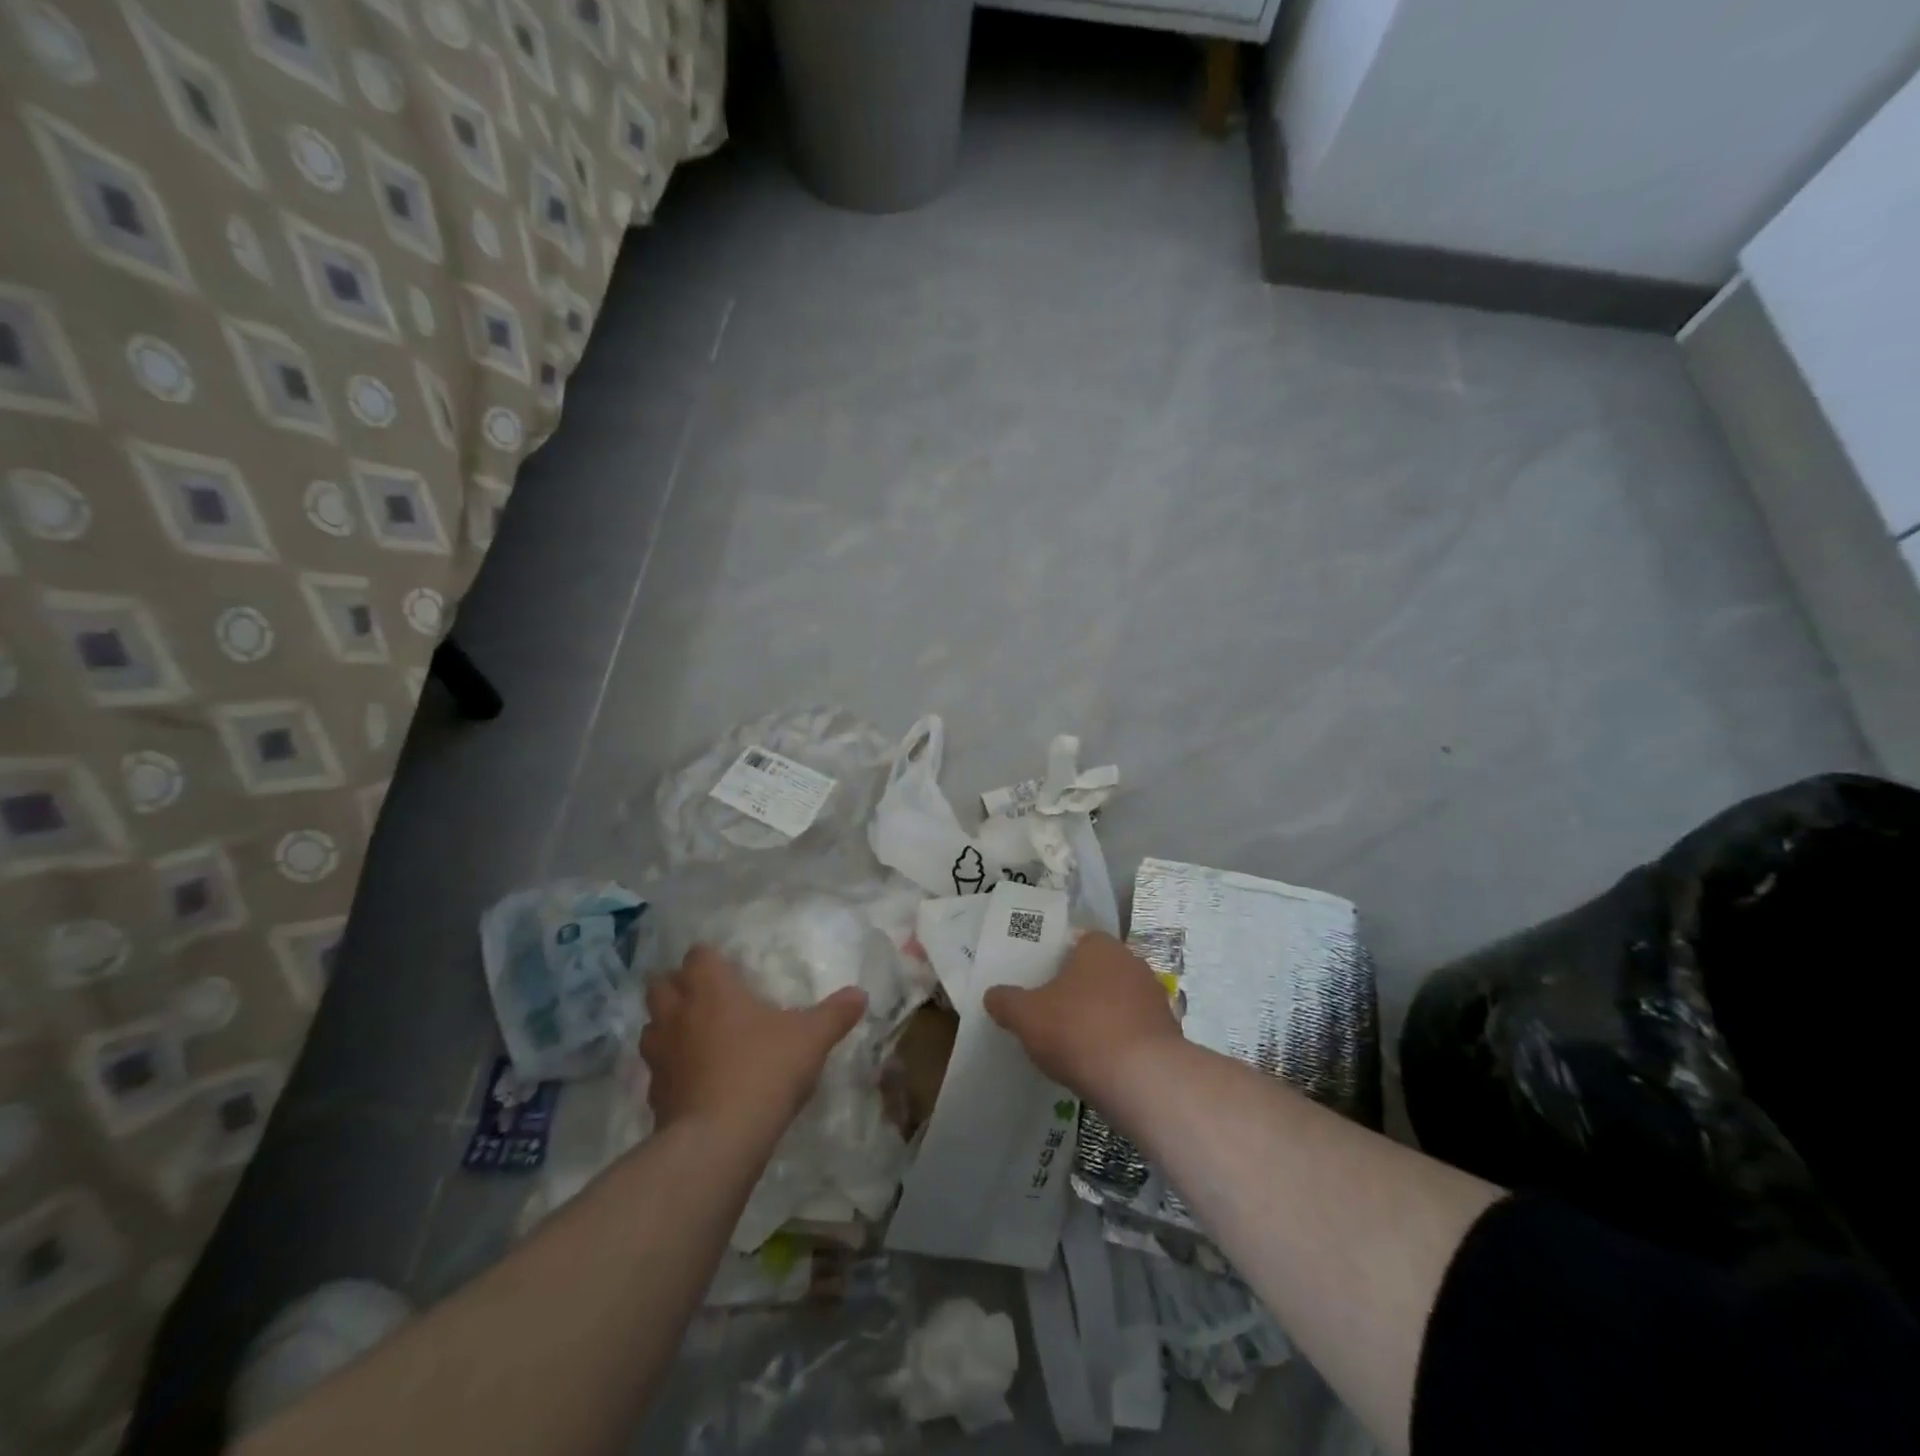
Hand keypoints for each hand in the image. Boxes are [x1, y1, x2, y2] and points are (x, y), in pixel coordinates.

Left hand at [640, 945, 866, 1130]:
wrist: (719, 1139)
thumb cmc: (764, 1069)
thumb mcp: (811, 1038)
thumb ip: (835, 1014)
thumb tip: (860, 993)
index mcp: (711, 988)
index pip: (698, 955)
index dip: (709, 958)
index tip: (726, 967)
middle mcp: (678, 1013)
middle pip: (660, 985)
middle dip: (676, 986)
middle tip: (703, 996)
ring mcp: (660, 1055)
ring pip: (651, 1026)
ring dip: (667, 1026)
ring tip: (693, 1035)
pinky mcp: (654, 1094)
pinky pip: (657, 1069)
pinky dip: (671, 1068)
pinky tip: (693, 1079)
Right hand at [983, 932, 1180, 1101]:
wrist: (1143, 1079)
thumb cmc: (1079, 1030)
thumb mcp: (1026, 1016)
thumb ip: (1007, 1002)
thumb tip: (992, 995)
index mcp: (1100, 947)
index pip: (1077, 942)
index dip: (1057, 960)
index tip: (1040, 982)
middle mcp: (1132, 963)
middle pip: (1098, 971)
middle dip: (1078, 990)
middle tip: (1052, 1012)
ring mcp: (1154, 998)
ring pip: (1117, 1001)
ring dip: (1100, 1017)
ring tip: (1074, 1043)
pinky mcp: (1168, 1033)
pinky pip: (1133, 1031)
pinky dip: (1118, 1042)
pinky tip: (1100, 1064)